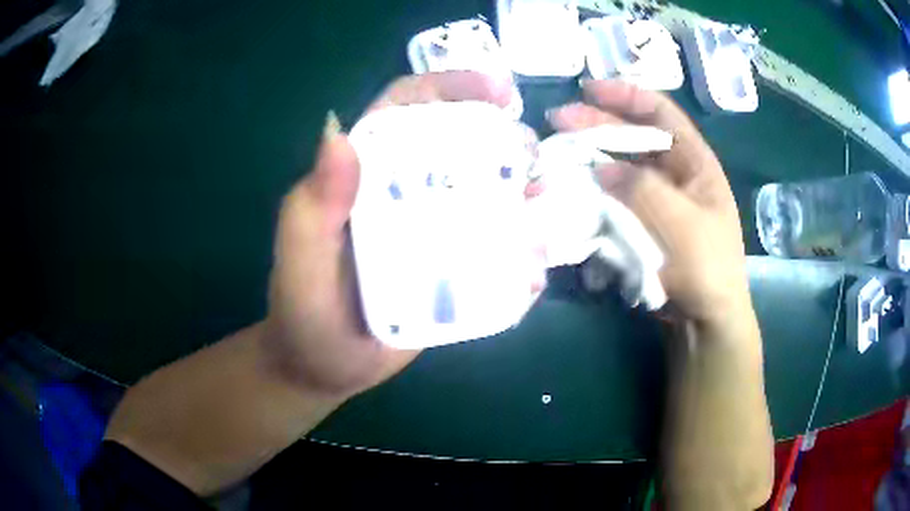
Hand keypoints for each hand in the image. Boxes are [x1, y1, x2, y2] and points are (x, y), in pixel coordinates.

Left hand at [264, 71, 524, 400]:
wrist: (324, 367)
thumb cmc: (303, 312)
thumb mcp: (300, 259)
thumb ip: (315, 205)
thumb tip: (339, 134)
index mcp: (364, 174)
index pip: (405, 108)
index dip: (448, 87)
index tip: (498, 91)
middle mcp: (403, 191)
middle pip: (458, 145)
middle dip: (501, 138)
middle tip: (531, 158)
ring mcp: (432, 230)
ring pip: (486, 194)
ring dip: (521, 192)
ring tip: (542, 204)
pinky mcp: (451, 267)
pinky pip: (493, 248)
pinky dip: (520, 249)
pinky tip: (532, 264)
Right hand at [547, 80, 749, 326]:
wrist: (705, 319)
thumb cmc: (706, 267)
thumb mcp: (681, 222)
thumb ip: (642, 188)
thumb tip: (600, 166)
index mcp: (694, 162)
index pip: (660, 113)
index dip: (625, 95)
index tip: (587, 90)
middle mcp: (674, 174)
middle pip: (633, 137)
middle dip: (596, 125)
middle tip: (556, 121)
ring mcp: (656, 199)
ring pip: (618, 167)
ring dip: (589, 159)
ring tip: (556, 156)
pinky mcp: (641, 223)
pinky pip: (614, 199)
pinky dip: (593, 194)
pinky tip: (573, 194)